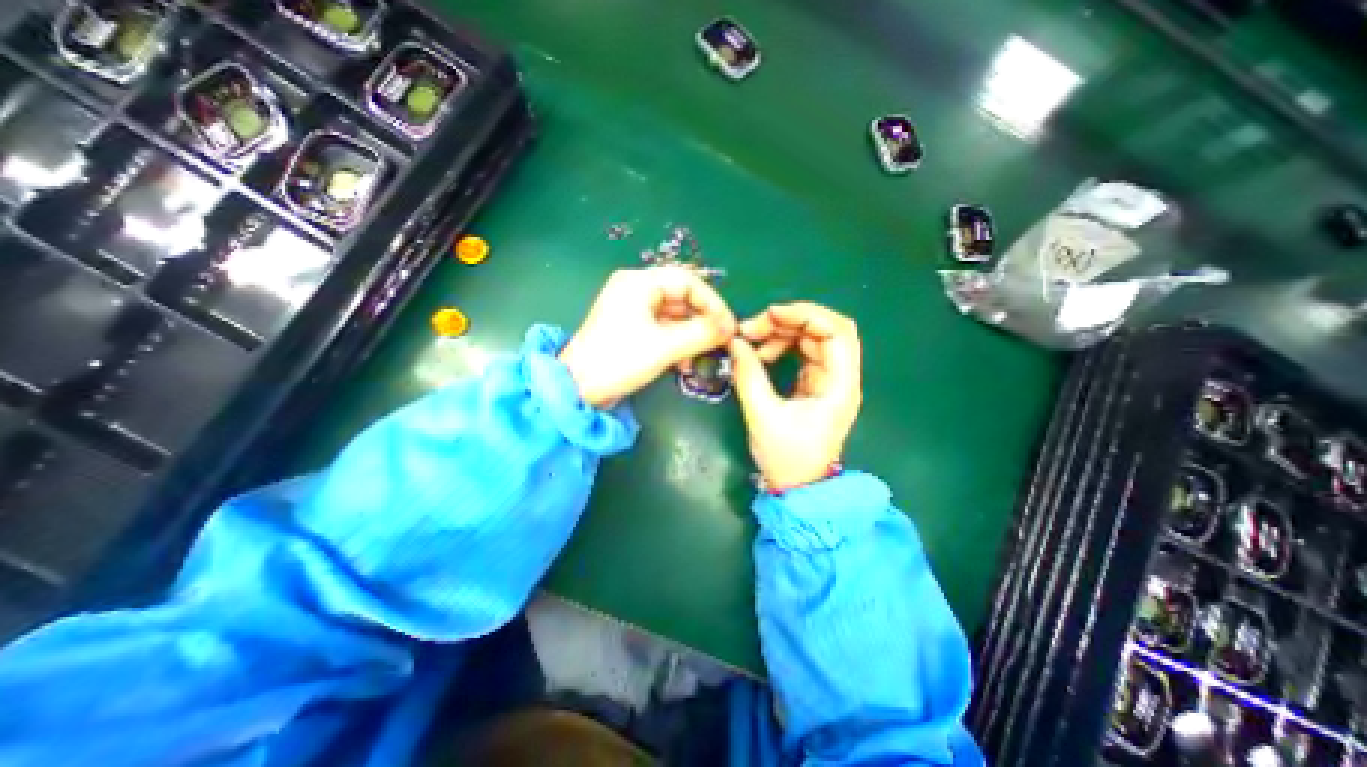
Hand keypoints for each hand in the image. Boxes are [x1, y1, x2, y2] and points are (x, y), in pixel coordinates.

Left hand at [562, 266, 744, 410]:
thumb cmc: (618, 360)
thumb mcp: (664, 346)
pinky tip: (683, 363)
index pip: (689, 281)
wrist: (577, 389)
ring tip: (701, 356)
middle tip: (720, 342)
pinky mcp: (633, 330)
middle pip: (682, 298)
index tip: (729, 326)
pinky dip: (677, 343)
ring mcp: (633, 310)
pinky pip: (664, 330)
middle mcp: (636, 290)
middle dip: (703, 321)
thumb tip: (730, 328)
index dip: (713, 303)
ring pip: (675, 316)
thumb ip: (701, 333)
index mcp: (639, 282)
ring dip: (691, 335)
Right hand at [726, 299, 861, 491]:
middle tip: (753, 328)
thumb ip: (749, 375)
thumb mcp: (763, 416)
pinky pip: (802, 353)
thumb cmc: (787, 458)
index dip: (806, 314)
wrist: (799, 489)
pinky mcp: (816, 384)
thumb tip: (735, 342)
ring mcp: (829, 380)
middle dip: (789, 321)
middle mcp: (841, 377)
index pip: (837, 331)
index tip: (769, 315)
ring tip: (752, 343)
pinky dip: (782, 347)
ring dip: (782, 333)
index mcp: (840, 385)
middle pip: (825, 329)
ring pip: (812, 339)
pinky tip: (761, 355)